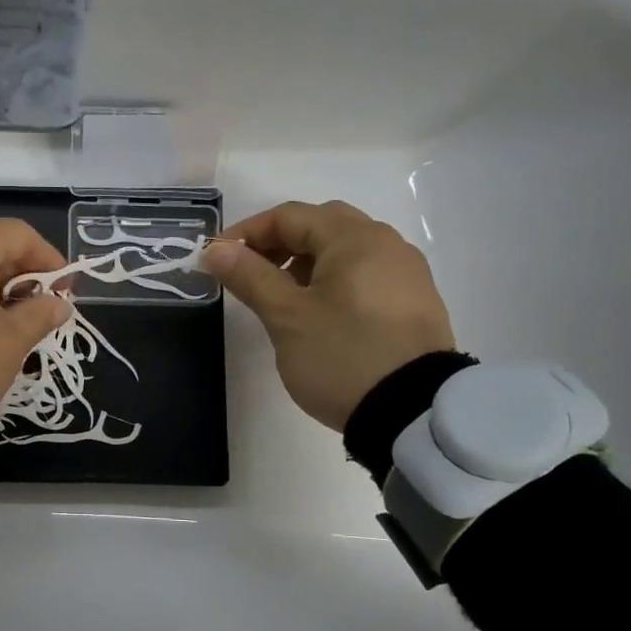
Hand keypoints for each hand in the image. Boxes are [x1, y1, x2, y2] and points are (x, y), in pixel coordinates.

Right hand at [201, 200, 455, 430]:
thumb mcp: (286, 316)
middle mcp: (386, 243)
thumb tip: (216, 248)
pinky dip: (333, 280)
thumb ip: (249, 276)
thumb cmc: (342, 356)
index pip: (290, 216)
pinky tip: (319, 313)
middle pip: (321, 225)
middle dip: (279, 243)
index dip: (247, 232)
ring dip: (305, 262)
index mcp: (355, 238)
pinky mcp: (414, 302)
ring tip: (281, 298)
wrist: (413, 414)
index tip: (218, 259)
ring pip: (344, 250)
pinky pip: (365, 274)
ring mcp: (406, 273)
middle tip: (249, 273)